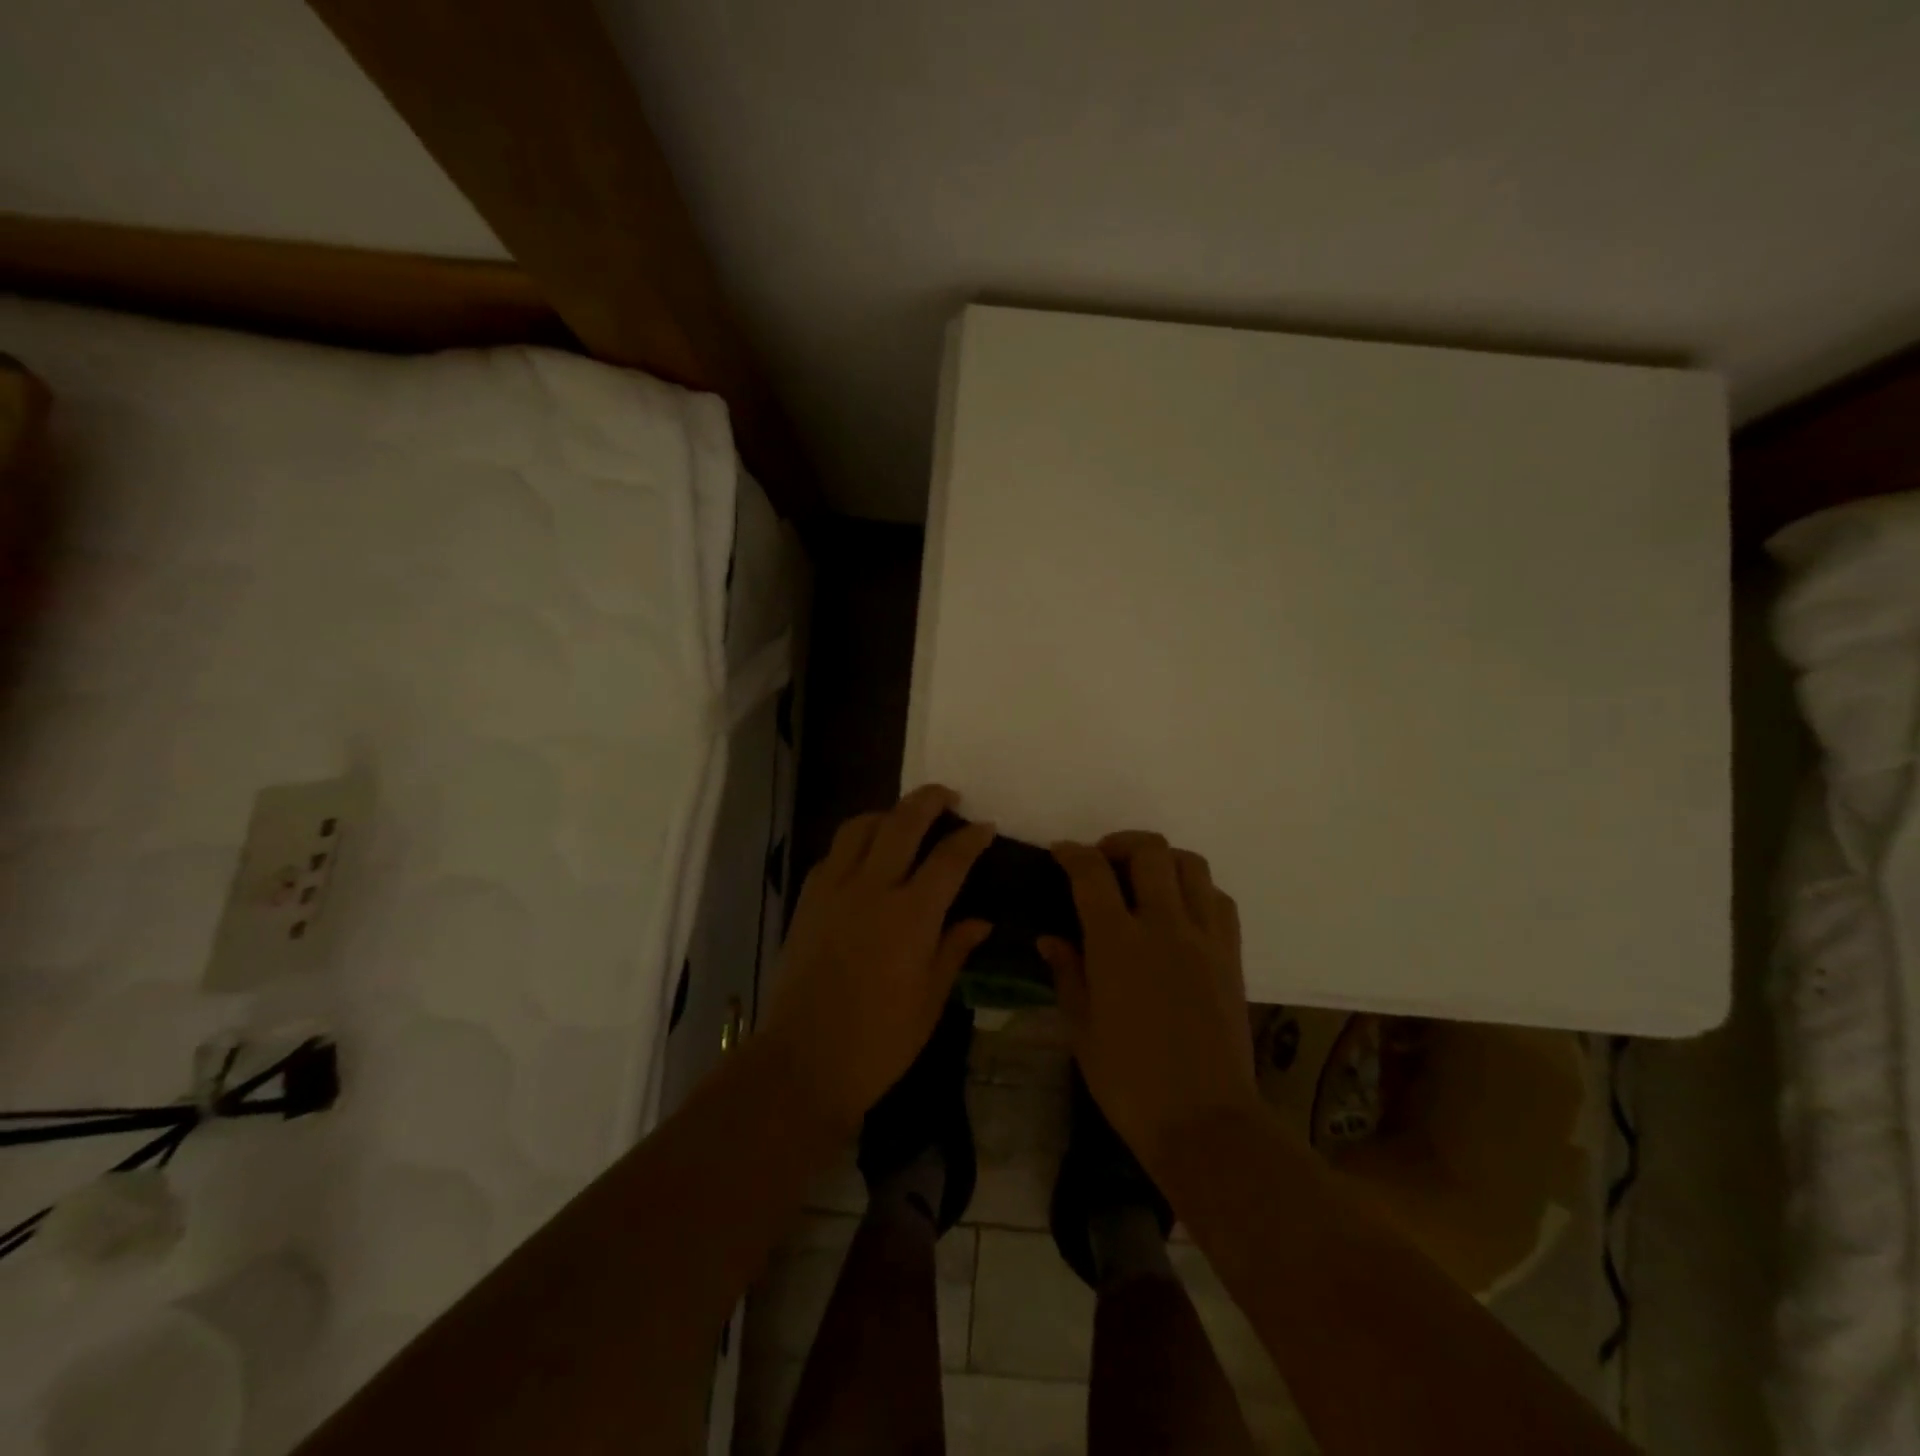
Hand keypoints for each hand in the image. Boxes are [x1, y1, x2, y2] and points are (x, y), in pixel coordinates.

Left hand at [762, 785, 994, 1131]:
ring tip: (902, 819)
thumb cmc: (880, 1040)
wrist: (805, 1060)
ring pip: (859, 827)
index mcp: (912, 915)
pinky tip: (864, 856)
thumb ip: (955, 949)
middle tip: (947, 796)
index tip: (985, 826)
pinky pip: (832, 854)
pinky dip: (853, 842)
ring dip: (886, 814)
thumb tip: (981, 920)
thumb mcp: (931, 999)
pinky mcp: (807, 901)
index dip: (971, 837)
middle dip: (929, 800)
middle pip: (902, 823)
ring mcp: (834, 890)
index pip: (949, 858)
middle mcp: (872, 889)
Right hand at [1039, 832, 1259, 1176]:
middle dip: (1120, 843)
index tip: (1060, 853)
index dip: (1072, 854)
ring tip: (1144, 879)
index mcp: (1117, 943)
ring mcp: (1204, 938)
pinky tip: (1181, 910)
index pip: (1091, 873)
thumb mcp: (1081, 1028)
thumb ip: (1067, 972)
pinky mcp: (1232, 955)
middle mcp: (1164, 926)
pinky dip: (1196, 889)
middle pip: (1149, 852)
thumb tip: (1050, 937)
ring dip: (1163, 859)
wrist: (1204, 1121)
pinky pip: (1219, 899)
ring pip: (1191, 865)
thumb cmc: (1129, 1080)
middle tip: (1103, 861)